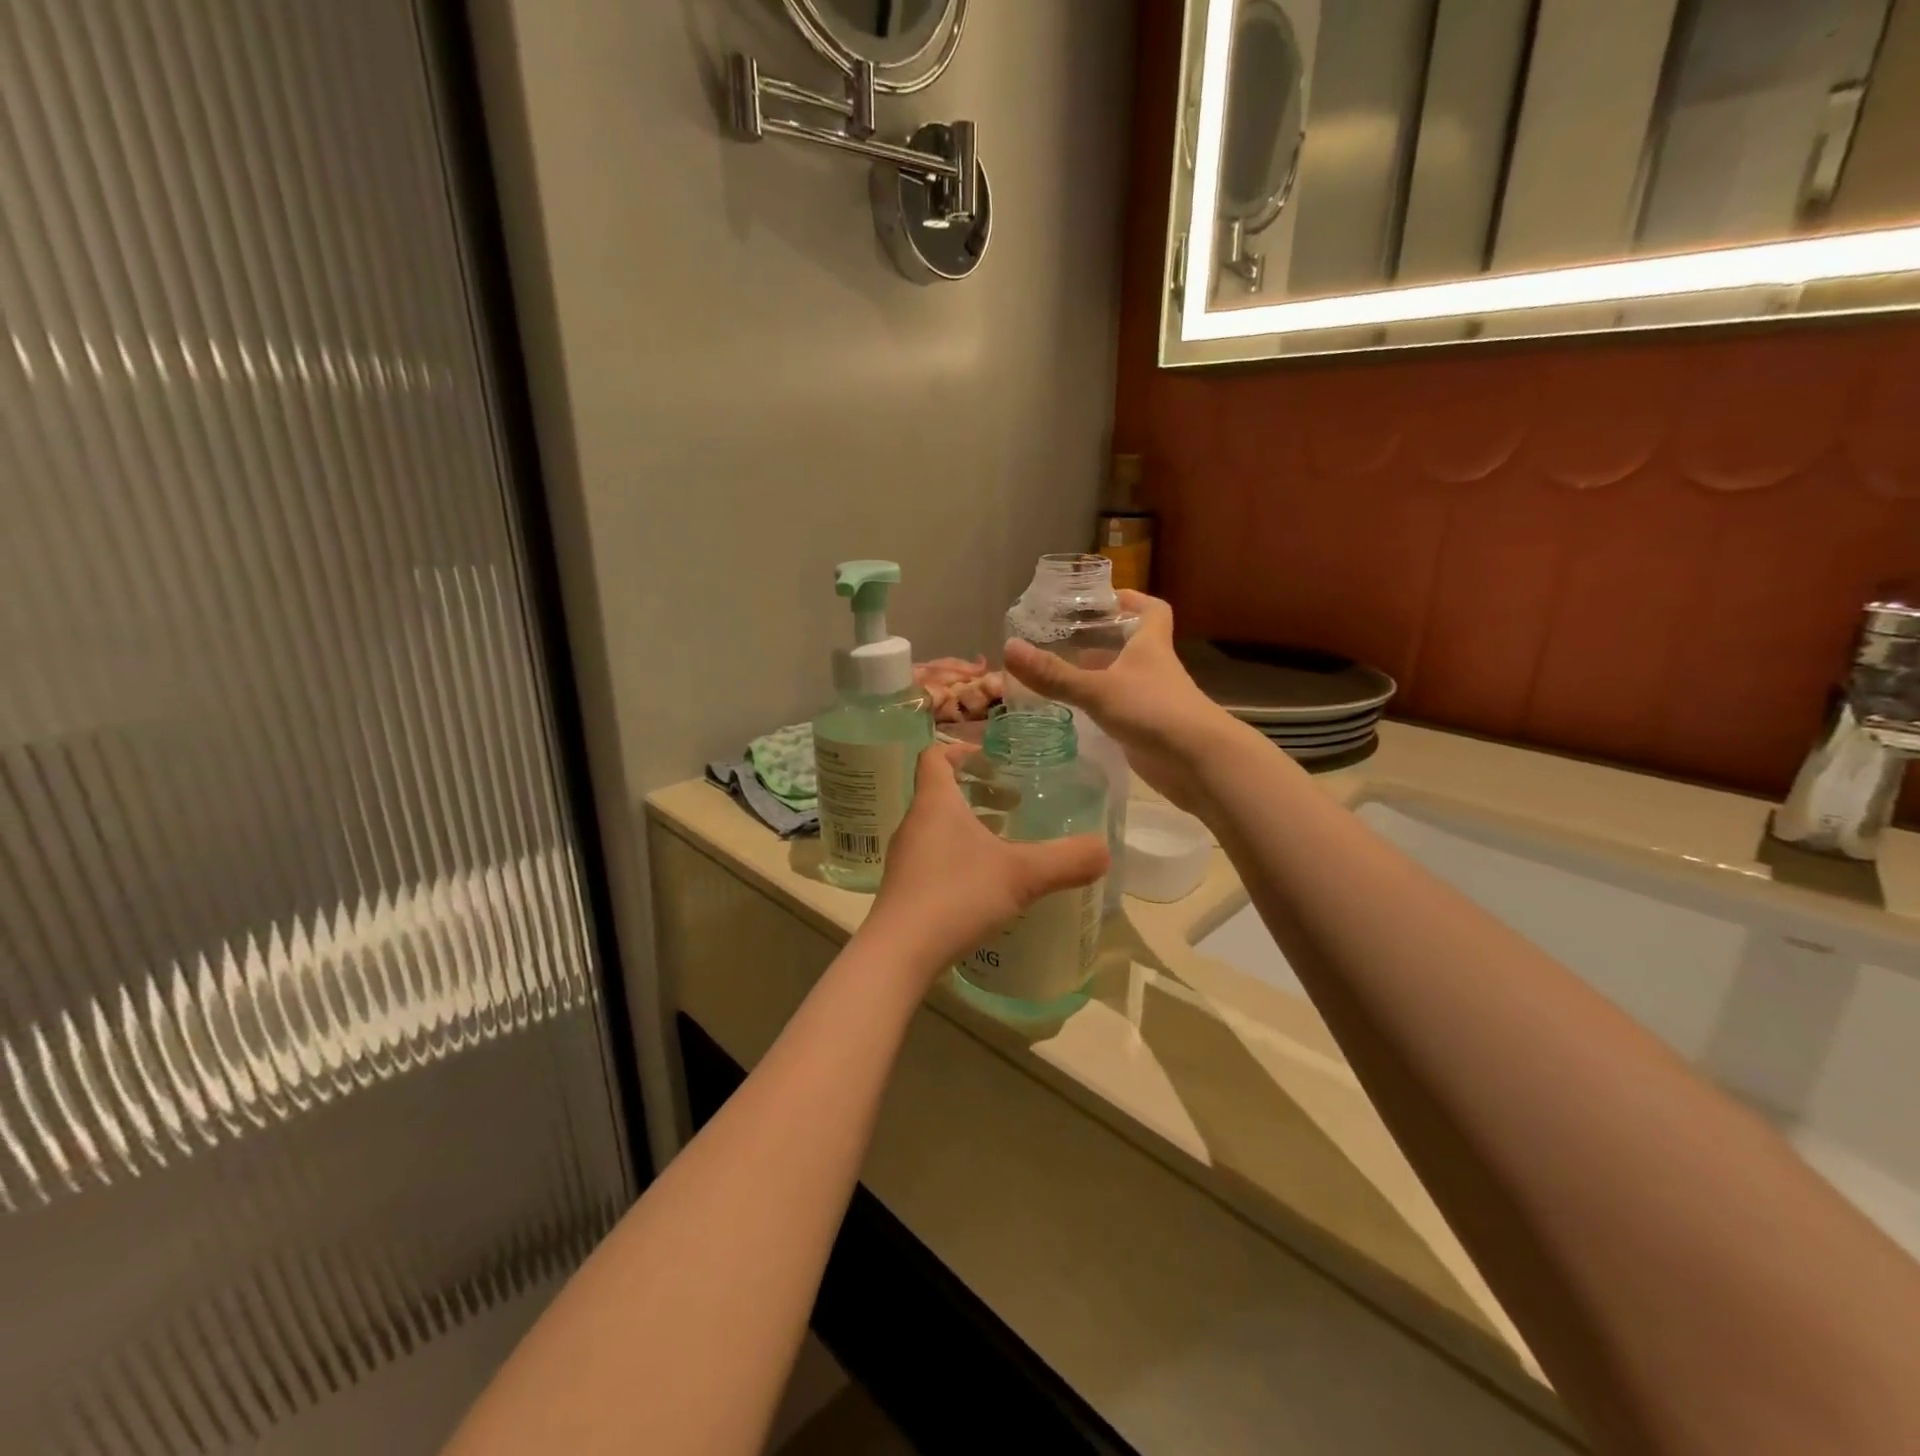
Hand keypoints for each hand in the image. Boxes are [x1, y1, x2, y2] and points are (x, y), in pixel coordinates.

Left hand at [863, 743, 1108, 977]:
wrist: (899, 954)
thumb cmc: (957, 896)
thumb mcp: (1021, 875)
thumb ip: (1066, 860)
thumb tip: (1104, 850)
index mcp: (935, 804)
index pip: (934, 756)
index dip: (959, 748)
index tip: (989, 756)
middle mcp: (914, 824)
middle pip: (939, 792)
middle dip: (976, 790)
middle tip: (1012, 801)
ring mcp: (905, 858)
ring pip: (937, 827)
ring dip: (969, 825)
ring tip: (1005, 841)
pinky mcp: (905, 889)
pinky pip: (933, 857)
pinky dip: (959, 856)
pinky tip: (986, 883)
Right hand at [1003, 591, 1248, 815]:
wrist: (1198, 762)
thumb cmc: (1153, 710)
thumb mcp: (1097, 689)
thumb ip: (1054, 674)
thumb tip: (1008, 648)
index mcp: (1150, 645)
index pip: (1151, 610)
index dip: (1132, 599)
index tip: (1105, 598)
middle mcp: (1154, 668)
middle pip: (1132, 644)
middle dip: (1103, 638)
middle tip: (1065, 637)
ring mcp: (1154, 700)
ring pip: (1125, 678)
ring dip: (1100, 674)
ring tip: (1061, 672)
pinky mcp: (1149, 729)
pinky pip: (1122, 710)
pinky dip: (1102, 707)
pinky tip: (1077, 712)